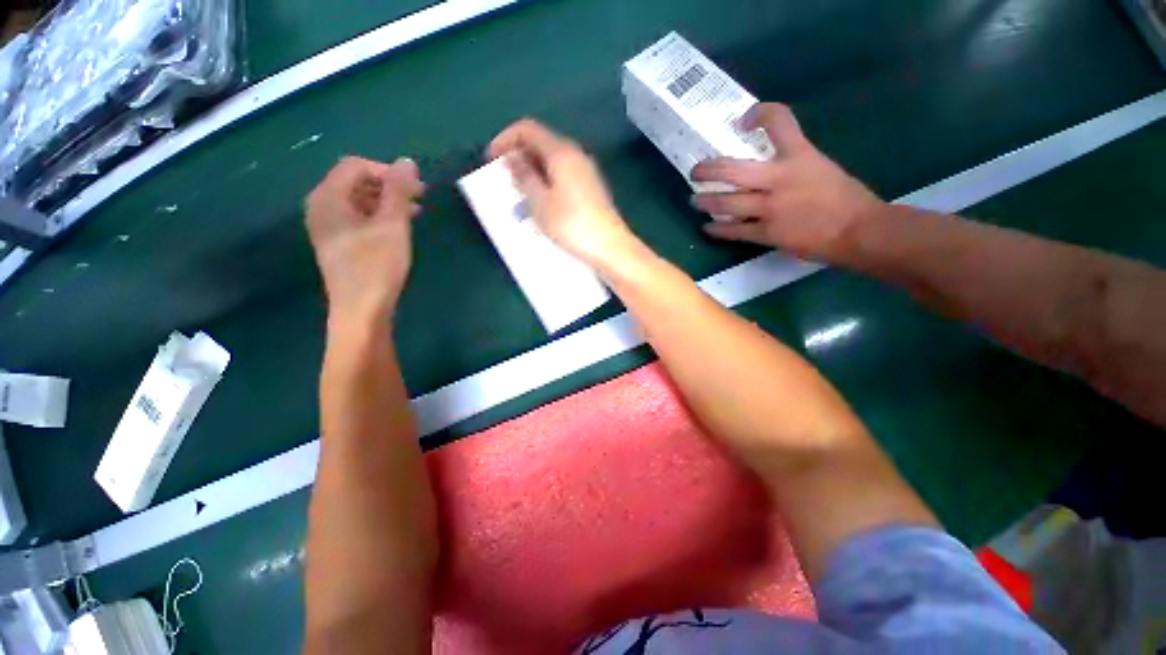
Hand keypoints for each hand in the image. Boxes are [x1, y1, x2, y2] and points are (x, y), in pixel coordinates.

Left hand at [305, 156, 423, 320]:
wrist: (361, 310)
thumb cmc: (377, 265)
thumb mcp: (392, 225)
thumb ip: (399, 191)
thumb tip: (407, 161)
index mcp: (328, 197)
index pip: (355, 166)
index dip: (387, 171)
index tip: (416, 189)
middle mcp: (321, 207)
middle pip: (354, 181)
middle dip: (388, 186)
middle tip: (418, 201)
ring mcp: (327, 226)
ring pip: (357, 200)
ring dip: (386, 202)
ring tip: (413, 215)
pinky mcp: (337, 242)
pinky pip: (356, 217)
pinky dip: (378, 217)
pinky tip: (397, 230)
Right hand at [488, 119, 639, 271]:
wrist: (610, 247)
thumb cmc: (572, 225)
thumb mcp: (540, 203)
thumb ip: (524, 176)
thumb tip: (513, 158)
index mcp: (561, 152)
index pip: (527, 129)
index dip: (505, 139)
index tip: (491, 160)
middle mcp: (576, 155)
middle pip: (541, 143)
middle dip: (519, 156)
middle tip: (505, 180)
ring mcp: (586, 172)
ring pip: (552, 161)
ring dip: (533, 172)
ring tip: (521, 194)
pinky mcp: (591, 188)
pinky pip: (563, 175)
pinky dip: (547, 181)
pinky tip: (542, 202)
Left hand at [691, 103, 884, 261]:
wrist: (859, 230)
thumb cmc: (844, 197)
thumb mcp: (820, 167)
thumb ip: (792, 165)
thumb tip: (763, 172)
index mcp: (800, 155)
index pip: (778, 120)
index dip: (758, 114)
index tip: (744, 121)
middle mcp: (779, 179)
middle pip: (732, 170)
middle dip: (707, 170)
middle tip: (695, 172)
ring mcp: (770, 208)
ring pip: (726, 203)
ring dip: (705, 202)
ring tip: (694, 201)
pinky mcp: (766, 233)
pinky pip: (734, 231)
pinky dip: (717, 229)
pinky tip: (708, 227)